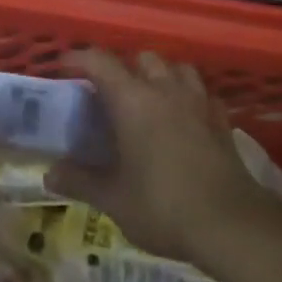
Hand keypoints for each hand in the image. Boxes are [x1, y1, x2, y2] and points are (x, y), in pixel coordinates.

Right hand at [46, 50, 278, 263]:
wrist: (231, 224)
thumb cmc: (163, 206)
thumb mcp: (113, 199)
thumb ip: (80, 181)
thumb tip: (49, 174)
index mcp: (132, 99)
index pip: (100, 61)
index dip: (79, 59)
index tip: (64, 68)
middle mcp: (164, 89)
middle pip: (142, 58)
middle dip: (124, 68)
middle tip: (110, 94)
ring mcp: (198, 102)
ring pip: (177, 69)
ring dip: (161, 76)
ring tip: (150, 99)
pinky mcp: (221, 120)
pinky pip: (202, 93)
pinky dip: (189, 97)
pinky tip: (185, 118)